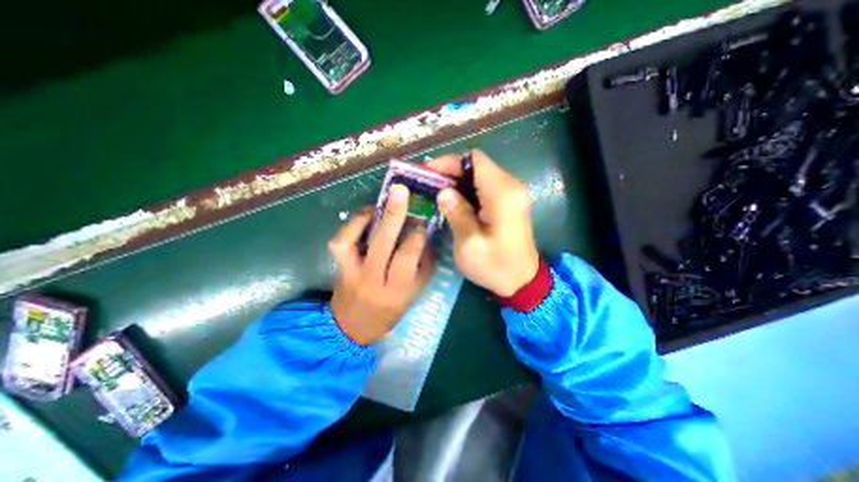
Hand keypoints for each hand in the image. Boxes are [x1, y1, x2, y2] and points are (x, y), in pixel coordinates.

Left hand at [329, 185, 437, 346]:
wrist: (351, 327)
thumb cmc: (388, 313)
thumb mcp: (412, 296)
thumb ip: (422, 268)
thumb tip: (426, 239)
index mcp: (395, 291)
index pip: (406, 258)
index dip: (415, 236)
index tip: (422, 221)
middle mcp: (371, 280)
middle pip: (382, 244)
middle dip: (393, 215)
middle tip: (400, 192)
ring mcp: (351, 272)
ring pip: (353, 240)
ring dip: (366, 217)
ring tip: (379, 204)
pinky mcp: (339, 267)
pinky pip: (340, 241)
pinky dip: (351, 224)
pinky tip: (365, 216)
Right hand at [427, 150, 537, 294]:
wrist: (522, 281)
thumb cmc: (495, 266)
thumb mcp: (469, 243)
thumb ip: (457, 213)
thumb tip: (444, 191)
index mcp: (502, 193)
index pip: (475, 160)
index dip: (449, 162)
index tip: (428, 172)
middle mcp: (511, 186)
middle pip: (477, 165)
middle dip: (451, 171)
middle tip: (429, 183)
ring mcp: (512, 193)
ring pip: (480, 174)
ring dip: (458, 180)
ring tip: (437, 191)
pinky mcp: (510, 201)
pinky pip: (486, 186)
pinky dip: (467, 188)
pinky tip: (454, 200)